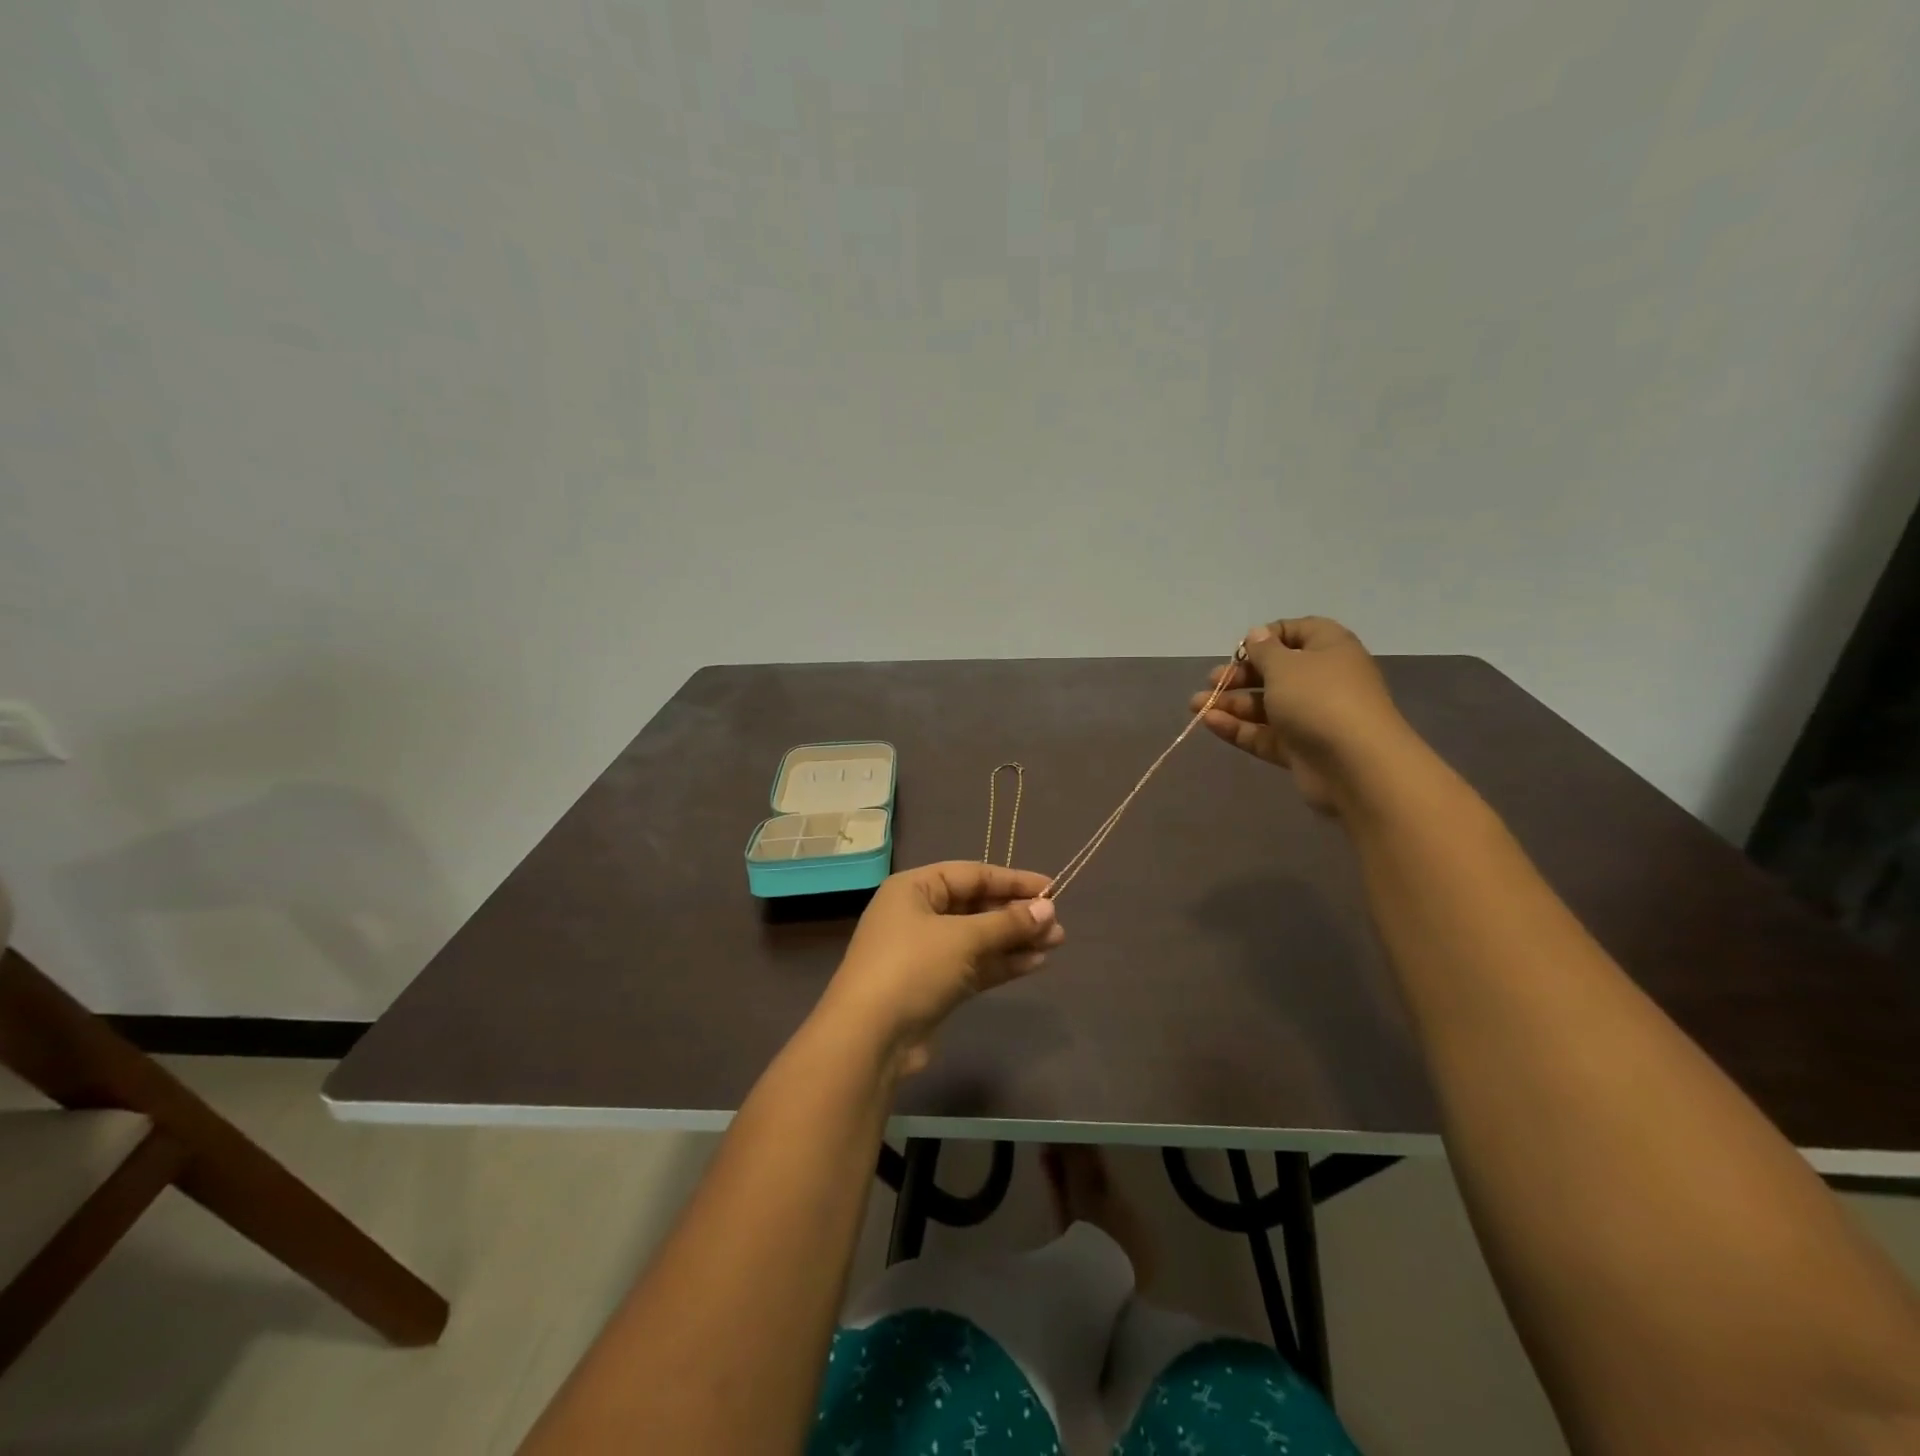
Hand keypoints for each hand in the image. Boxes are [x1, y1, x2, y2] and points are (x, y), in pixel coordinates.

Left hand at [817, 862, 1065, 1074]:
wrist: (869, 1038)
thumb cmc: (912, 968)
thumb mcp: (962, 938)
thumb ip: (1007, 923)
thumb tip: (1048, 909)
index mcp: (913, 889)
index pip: (970, 875)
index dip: (1011, 880)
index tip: (1050, 887)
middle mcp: (917, 915)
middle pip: (975, 906)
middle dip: (1016, 914)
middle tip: (1057, 922)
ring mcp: (925, 953)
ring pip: (978, 938)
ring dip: (1015, 939)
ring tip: (1056, 941)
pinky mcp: (934, 986)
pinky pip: (975, 965)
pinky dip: (1002, 962)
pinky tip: (1035, 962)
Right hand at [1189, 616, 1410, 813]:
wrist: (1357, 766)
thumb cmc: (1320, 700)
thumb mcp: (1286, 665)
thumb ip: (1264, 650)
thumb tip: (1257, 634)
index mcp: (1329, 649)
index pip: (1296, 632)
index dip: (1266, 638)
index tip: (1241, 650)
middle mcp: (1322, 680)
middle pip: (1275, 672)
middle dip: (1240, 676)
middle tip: (1212, 681)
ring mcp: (1311, 717)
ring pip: (1265, 706)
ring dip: (1230, 703)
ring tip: (1196, 705)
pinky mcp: (1299, 748)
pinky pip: (1264, 733)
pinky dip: (1238, 728)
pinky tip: (1209, 723)